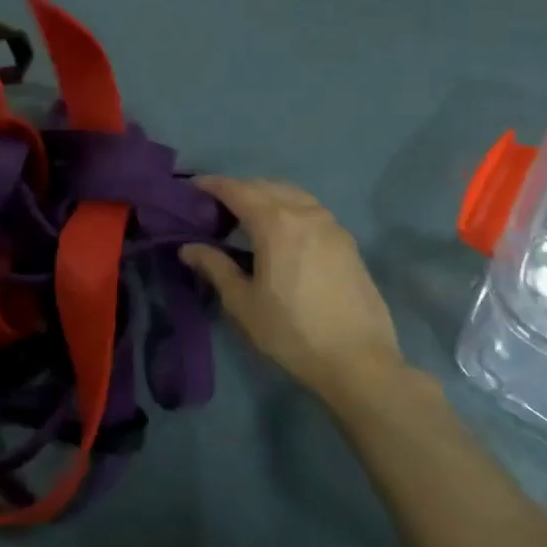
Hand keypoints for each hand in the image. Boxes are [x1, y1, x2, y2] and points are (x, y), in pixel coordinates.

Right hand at [181, 178, 406, 403]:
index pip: (237, 190)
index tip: (191, 187)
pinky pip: (310, 209)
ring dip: (265, 195)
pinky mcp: (347, 242)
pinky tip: (281, 232)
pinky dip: (288, 208)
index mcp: (276, 224)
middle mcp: (305, 213)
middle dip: (237, 189)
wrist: (359, 361)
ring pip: (292, 194)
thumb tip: (188, 248)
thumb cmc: (291, 332)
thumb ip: (214, 267)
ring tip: (246, 215)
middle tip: (214, 205)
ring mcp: (331, 225)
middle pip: (265, 186)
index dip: (212, 185)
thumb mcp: (243, 303)